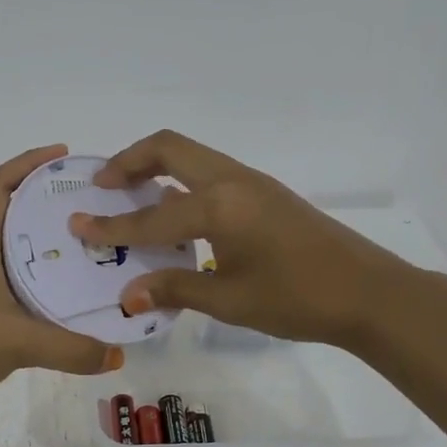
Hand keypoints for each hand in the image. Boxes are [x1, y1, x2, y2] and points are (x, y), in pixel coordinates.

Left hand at [0, 145, 124, 426]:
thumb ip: (70, 348)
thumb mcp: (15, 343)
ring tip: (95, 240)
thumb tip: (118, 356)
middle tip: (96, 201)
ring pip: (18, 246)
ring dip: (49, 238)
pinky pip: (20, 279)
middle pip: (13, 210)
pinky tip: (74, 290)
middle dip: (50, 198)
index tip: (65, 155)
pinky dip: (45, 276)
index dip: (28, 162)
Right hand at [70, 130, 415, 348]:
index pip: (151, 215)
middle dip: (129, 161)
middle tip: (102, 187)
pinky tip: (175, 212)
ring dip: (155, 166)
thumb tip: (127, 297)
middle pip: (169, 147)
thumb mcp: (230, 299)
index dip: (112, 226)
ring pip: (191, 155)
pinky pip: (209, 172)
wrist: (369, 293)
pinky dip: (180, 180)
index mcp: (220, 205)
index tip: (77, 225)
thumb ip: (175, 288)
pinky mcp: (265, 192)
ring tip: (130, 194)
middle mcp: (232, 181)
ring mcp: (252, 181)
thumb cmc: (298, 298)